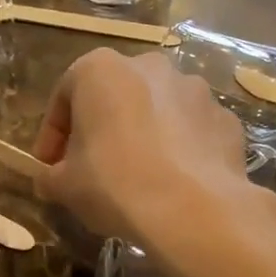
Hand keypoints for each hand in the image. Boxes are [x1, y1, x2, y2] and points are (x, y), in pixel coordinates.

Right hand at [33, 49, 273, 256]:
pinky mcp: (225, 119)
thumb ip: (50, 176)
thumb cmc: (115, 185)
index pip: (65, 96)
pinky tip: (175, 182)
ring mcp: (195, 89)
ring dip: (144, 135)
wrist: (193, 209)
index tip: (49, 165)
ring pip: (158, 110)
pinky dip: (181, 149)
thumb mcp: (65, 186)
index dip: (53, 135)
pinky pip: (192, 131)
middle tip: (93, 168)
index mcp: (101, 70)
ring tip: (139, 176)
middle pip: (115, 97)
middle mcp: (150, 66)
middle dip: (101, 129)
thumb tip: (49, 180)